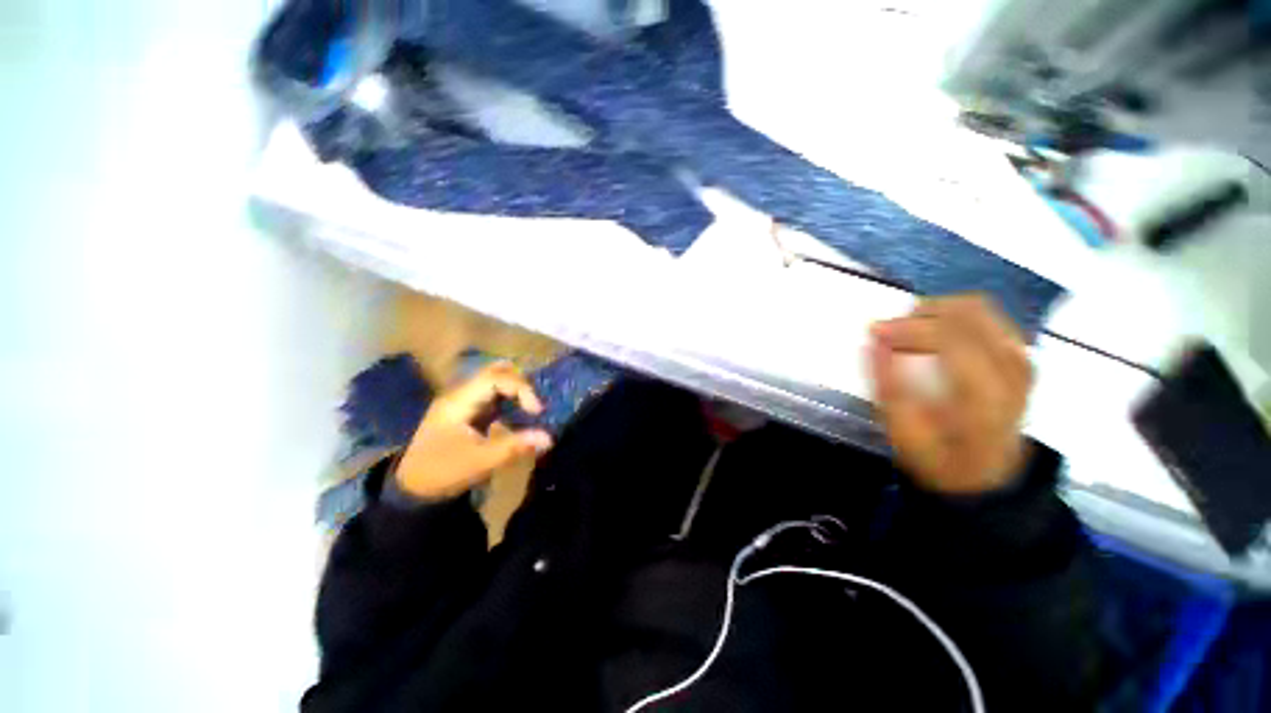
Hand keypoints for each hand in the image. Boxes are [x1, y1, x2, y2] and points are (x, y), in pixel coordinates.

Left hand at [395, 362, 553, 500]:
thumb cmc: (443, 472)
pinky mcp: (466, 411)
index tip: (536, 410)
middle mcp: (460, 394)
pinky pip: (492, 395)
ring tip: (530, 409)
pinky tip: (517, 415)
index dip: (521, 388)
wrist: (411, 488)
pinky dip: (509, 399)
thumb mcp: (480, 461)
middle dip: (520, 385)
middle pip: (495, 372)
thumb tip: (549, 438)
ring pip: (494, 381)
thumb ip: (514, 446)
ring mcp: (462, 401)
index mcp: (459, 401)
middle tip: (535, 405)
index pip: (496, 377)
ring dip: (515, 391)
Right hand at [869, 295, 1032, 494]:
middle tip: (890, 329)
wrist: (984, 475)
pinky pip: (988, 318)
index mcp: (985, 399)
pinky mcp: (1019, 357)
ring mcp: (1021, 362)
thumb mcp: (903, 431)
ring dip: (937, 312)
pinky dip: (954, 317)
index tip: (874, 331)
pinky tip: (933, 333)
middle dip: (921, 313)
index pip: (952, 340)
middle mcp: (1012, 373)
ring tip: (908, 329)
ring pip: (980, 309)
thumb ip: (887, 385)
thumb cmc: (938, 457)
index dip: (909, 328)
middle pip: (970, 314)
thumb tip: (873, 341)